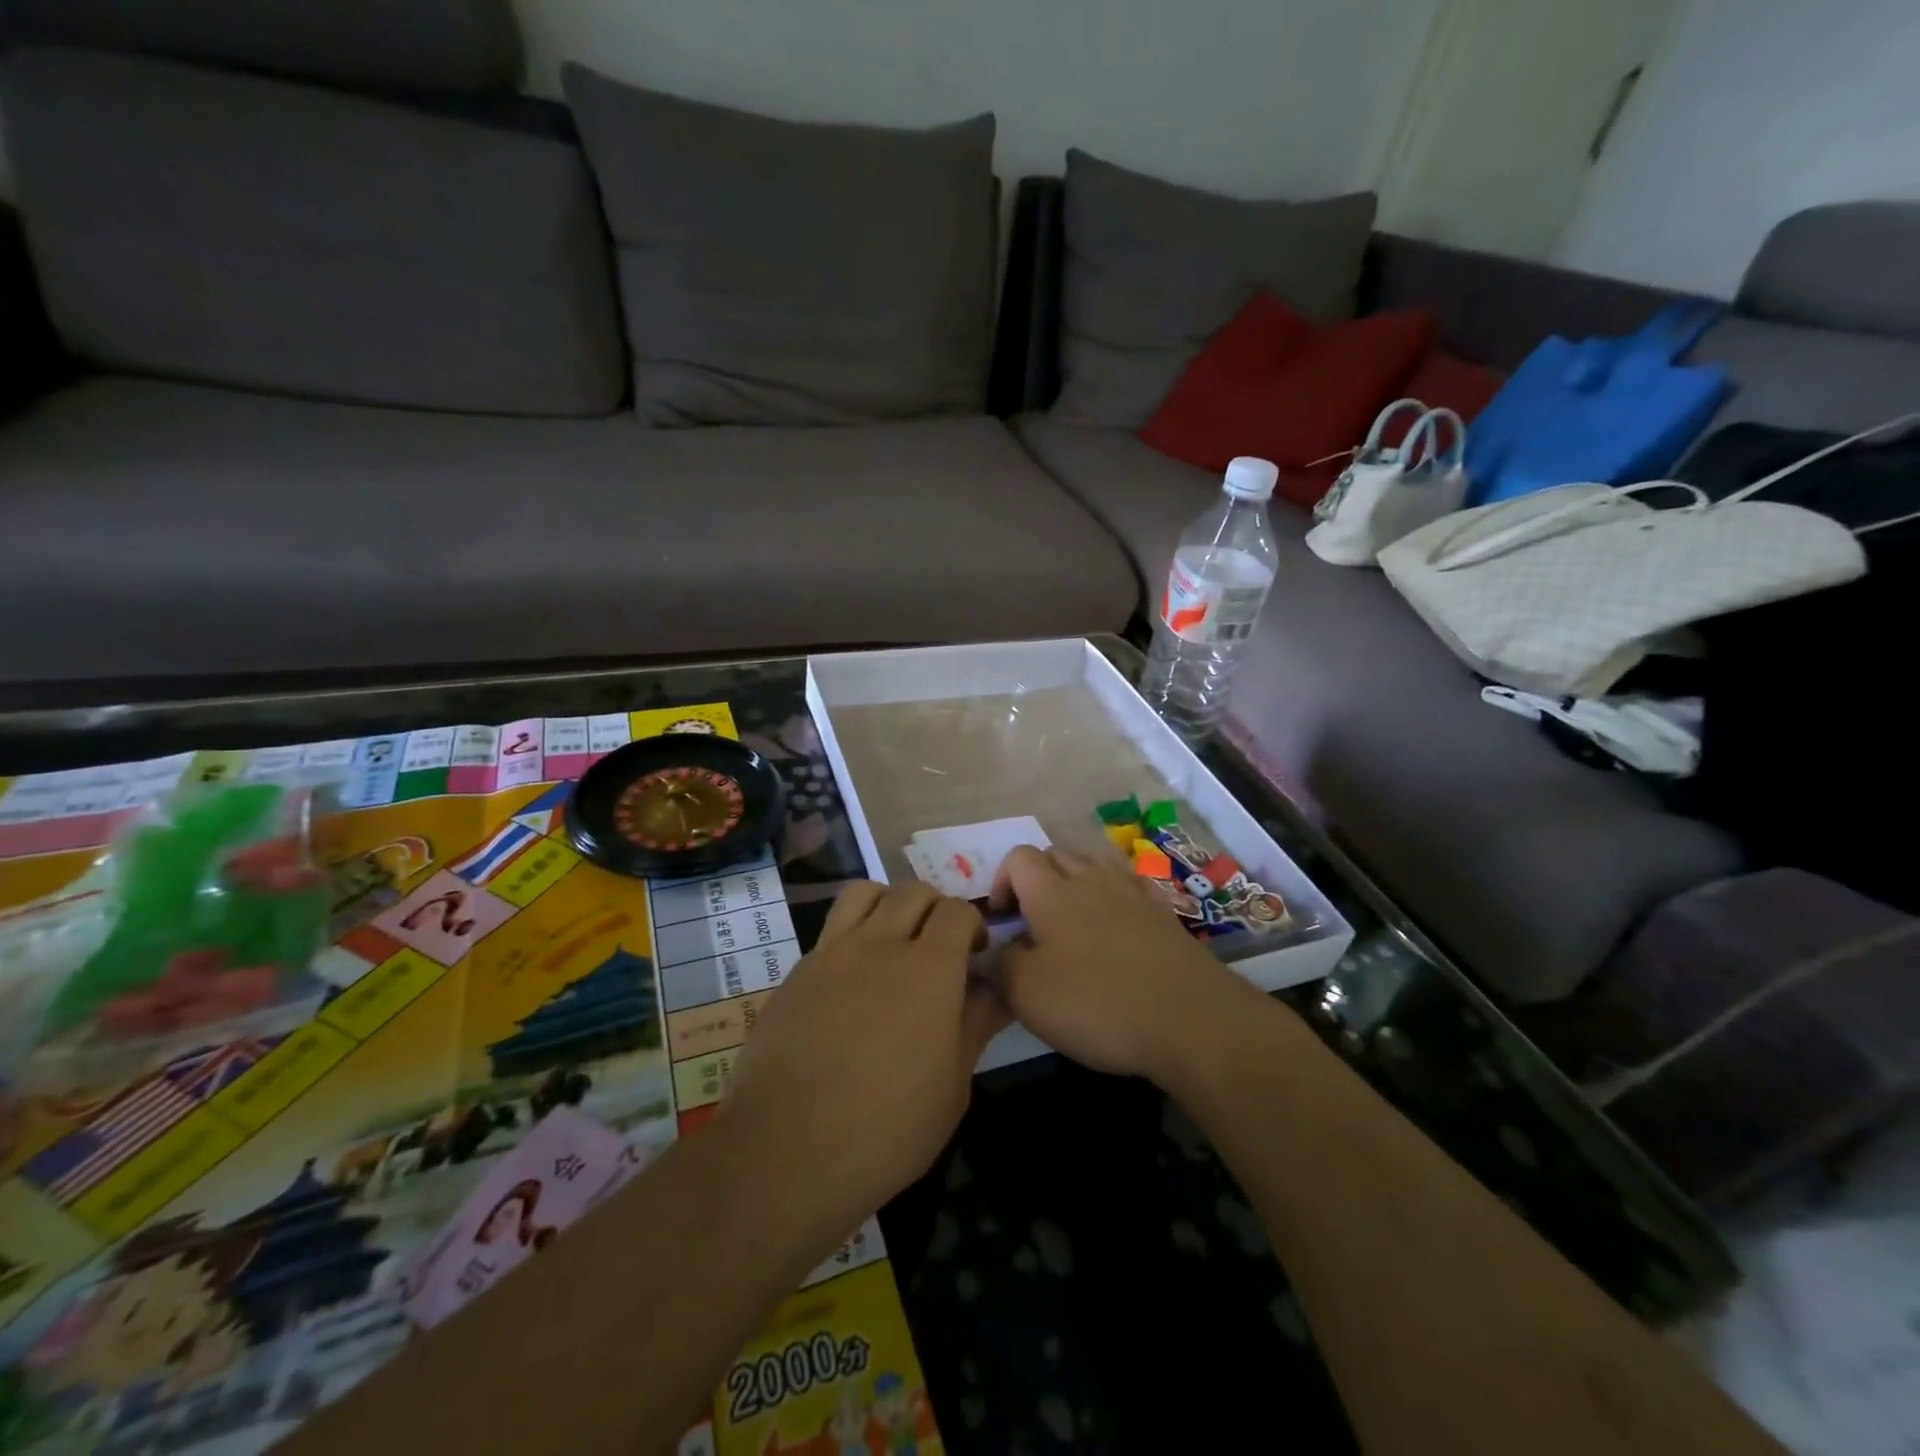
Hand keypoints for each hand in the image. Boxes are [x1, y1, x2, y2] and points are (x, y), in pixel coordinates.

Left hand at [720, 881, 1008, 1233]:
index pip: (958, 910)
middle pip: (914, 891)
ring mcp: (833, 953)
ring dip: (889, 905)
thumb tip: (996, 991)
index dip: (972, 925)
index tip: (974, 958)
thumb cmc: (887, 1129)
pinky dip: (852, 934)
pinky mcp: (798, 971)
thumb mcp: (952, 1088)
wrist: (786, 1150)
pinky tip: (852, 980)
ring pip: (866, 893)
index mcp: (930, 969)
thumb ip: (975, 1025)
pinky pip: (832, 928)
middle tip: (939, 949)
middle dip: (935, 909)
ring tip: (893, 942)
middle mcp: (881, 944)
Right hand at [989, 845, 1248, 1079]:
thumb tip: (997, 949)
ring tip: (1071, 923)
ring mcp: (1132, 891)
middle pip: (1056, 854)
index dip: (1001, 881)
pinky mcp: (1163, 912)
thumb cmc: (1098, 1002)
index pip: (1018, 857)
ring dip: (1074, 883)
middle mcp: (1091, 879)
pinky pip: (1128, 885)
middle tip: (1032, 923)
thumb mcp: (1027, 994)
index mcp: (1052, 892)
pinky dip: (1112, 896)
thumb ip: (1000, 964)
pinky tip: (1115, 926)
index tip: (1002, 920)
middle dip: (1036, 879)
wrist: (1190, 1018)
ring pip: (1093, 864)